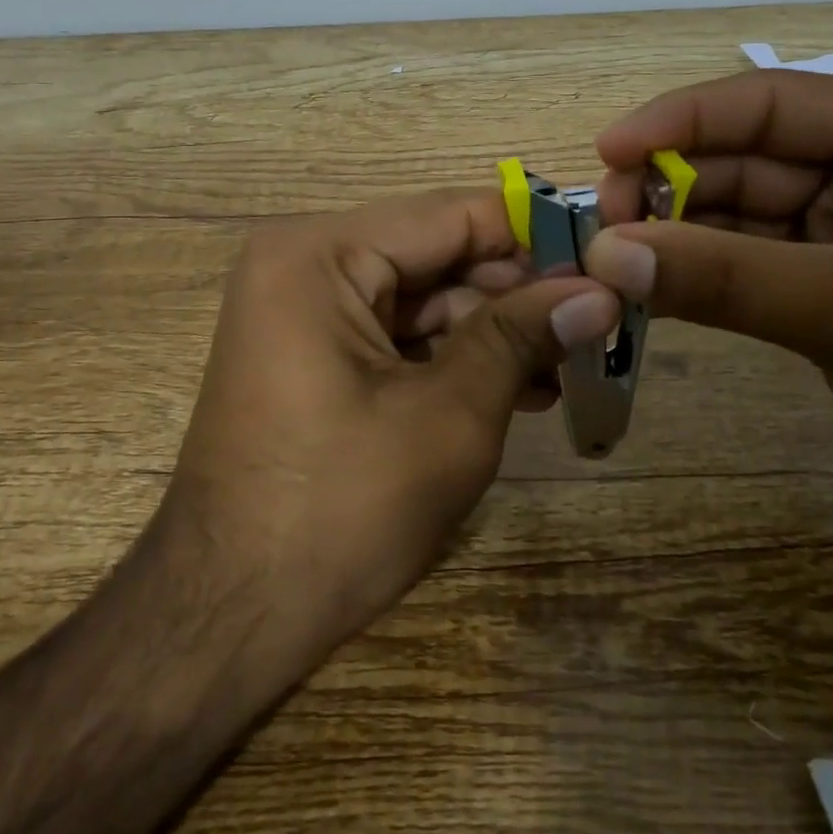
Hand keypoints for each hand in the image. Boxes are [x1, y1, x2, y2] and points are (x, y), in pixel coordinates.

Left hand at [167, 189, 620, 657]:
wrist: (227, 617)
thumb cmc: (339, 510)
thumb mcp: (449, 416)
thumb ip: (522, 336)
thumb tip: (600, 290)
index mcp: (319, 252)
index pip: (452, 215)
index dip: (535, 235)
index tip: (605, 261)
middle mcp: (303, 260)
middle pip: (436, 253)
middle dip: (515, 291)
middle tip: (595, 324)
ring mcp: (301, 306)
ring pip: (422, 295)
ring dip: (492, 330)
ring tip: (565, 367)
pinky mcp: (310, 350)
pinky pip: (395, 331)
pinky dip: (452, 355)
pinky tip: (515, 387)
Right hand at [582, 70, 832, 541]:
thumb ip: (725, 278)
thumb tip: (606, 254)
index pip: (768, 104)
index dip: (680, 121)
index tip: (606, 151)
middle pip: (744, 158)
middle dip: (671, 183)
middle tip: (602, 223)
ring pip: (737, 216)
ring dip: (675, 232)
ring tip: (611, 257)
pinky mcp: (828, 293)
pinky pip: (743, 268)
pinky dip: (695, 276)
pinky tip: (647, 287)